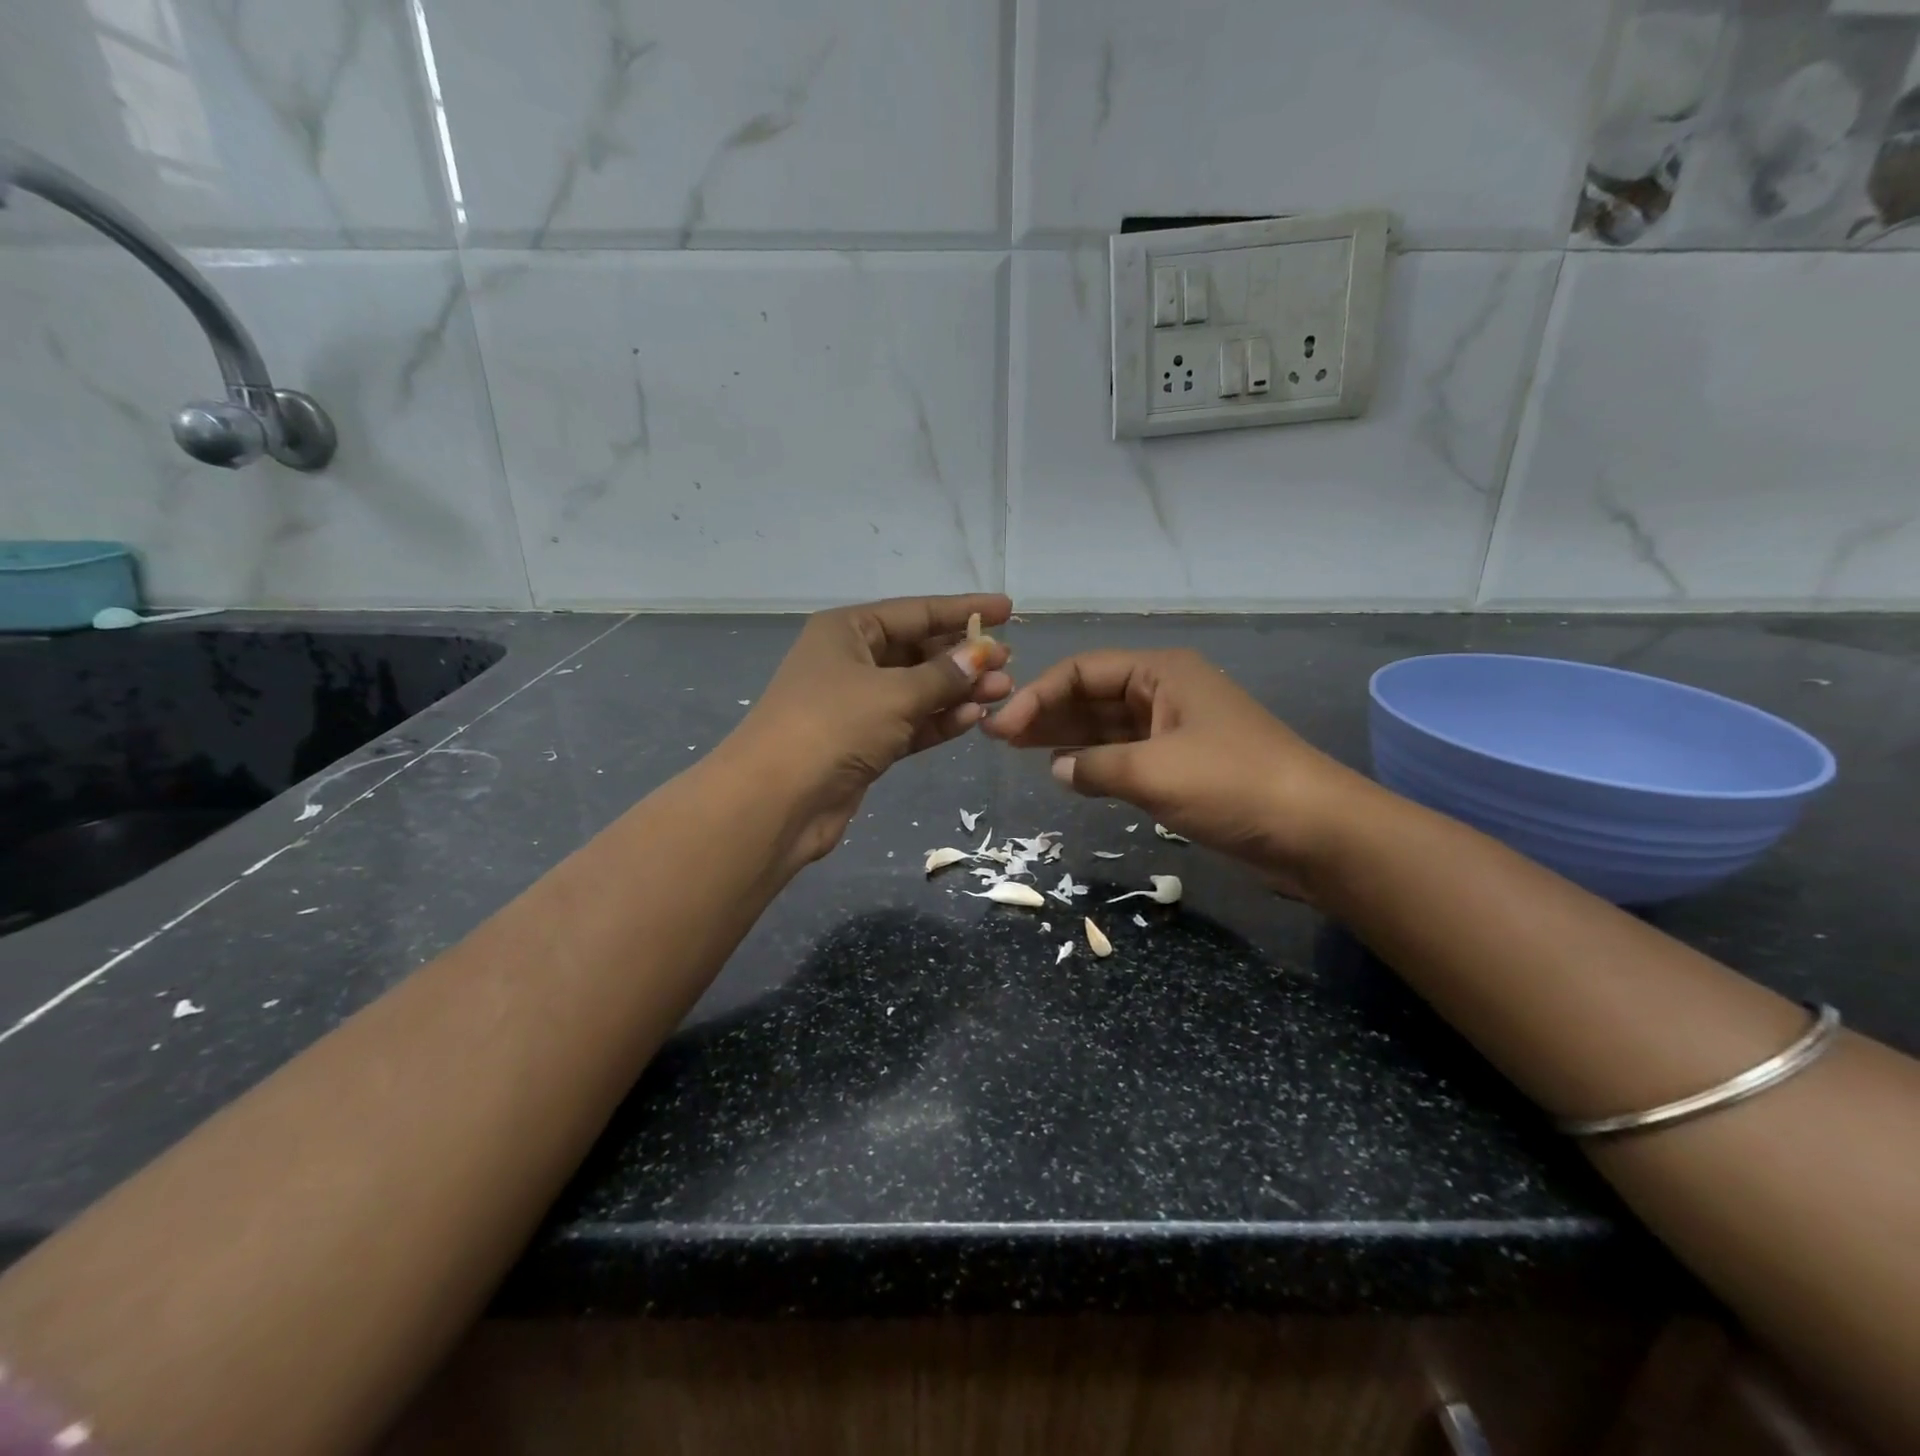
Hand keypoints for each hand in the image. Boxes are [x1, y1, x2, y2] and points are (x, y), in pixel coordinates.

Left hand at [727, 594, 1013, 865]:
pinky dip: (939, 721)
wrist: (777, 800)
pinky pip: (910, 723)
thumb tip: (983, 656)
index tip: (1007, 609)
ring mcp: (856, 705)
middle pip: (917, 651)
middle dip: (963, 657)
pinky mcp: (863, 744)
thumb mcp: (895, 693)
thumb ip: (943, 675)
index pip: (915, 612)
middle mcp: (850, 661)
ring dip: (958, 692)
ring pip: (917, 691)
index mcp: (847, 630)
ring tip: (1003, 692)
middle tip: (1009, 662)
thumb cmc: (833, 726)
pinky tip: (973, 718)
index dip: (962, 610)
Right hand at [982, 648, 1368, 896]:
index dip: (1038, 695)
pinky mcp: (1181, 765)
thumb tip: (1057, 767)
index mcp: (1161, 673)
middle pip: (1091, 695)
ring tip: (1015, 750)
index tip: (1003, 729)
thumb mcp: (1154, 771)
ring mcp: (1173, 730)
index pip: (1083, 671)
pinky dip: (1093, 762)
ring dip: (1063, 736)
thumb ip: (1095, 766)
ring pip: (1105, 726)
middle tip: (996, 737)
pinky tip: (1062, 772)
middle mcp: (1164, 692)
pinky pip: (1124, 755)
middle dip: (1045, 712)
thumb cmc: (1234, 785)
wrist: (1315, 832)